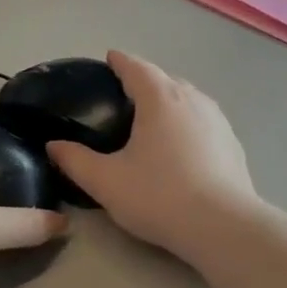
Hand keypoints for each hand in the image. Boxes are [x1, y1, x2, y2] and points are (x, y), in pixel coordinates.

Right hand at [45, 51, 255, 260]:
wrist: (223, 227)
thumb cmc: (159, 196)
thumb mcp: (106, 182)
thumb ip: (75, 161)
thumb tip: (54, 145)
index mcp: (160, 99)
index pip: (136, 67)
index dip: (119, 62)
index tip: (109, 60)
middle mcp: (193, 99)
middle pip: (165, 79)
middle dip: (144, 81)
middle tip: (123, 97)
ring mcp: (218, 120)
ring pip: (188, 99)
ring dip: (169, 101)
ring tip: (152, 119)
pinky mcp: (233, 143)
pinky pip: (204, 121)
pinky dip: (188, 123)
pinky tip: (182, 147)